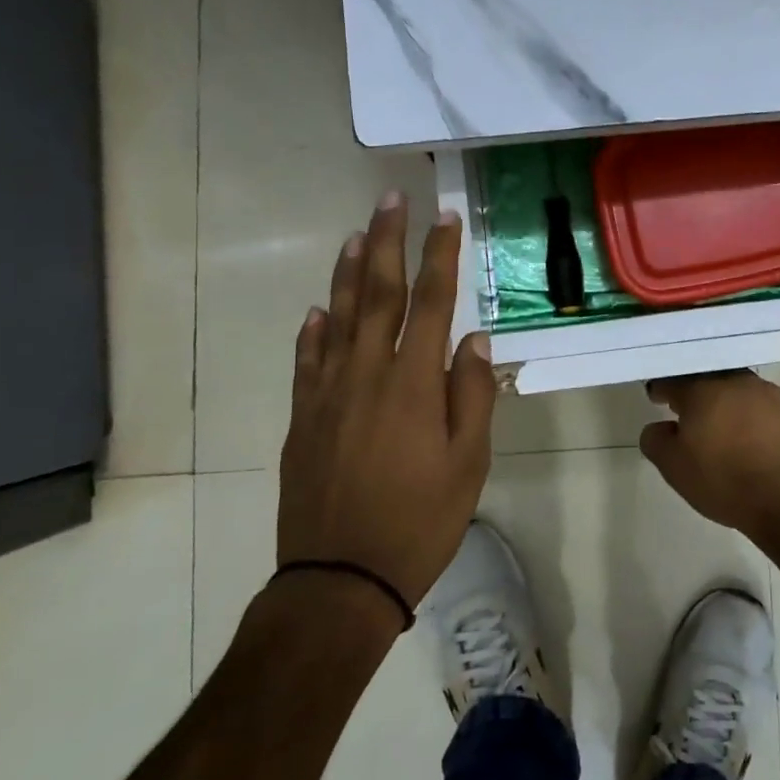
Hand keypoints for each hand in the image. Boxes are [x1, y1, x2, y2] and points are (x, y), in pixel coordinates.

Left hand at [277, 192, 494, 605]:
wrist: (340, 578)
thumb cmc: (419, 522)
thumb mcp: (468, 464)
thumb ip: (472, 396)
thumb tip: (476, 341)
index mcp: (412, 384)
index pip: (430, 303)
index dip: (439, 256)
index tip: (445, 217)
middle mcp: (366, 375)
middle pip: (376, 294)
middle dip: (386, 243)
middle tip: (390, 201)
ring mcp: (327, 394)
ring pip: (337, 318)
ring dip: (347, 273)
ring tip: (355, 236)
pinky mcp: (304, 418)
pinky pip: (307, 361)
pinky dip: (313, 331)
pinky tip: (317, 311)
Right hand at [639, 371, 779, 542]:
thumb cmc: (724, 479)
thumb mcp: (674, 468)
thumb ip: (657, 441)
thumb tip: (659, 427)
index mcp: (703, 390)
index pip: (674, 379)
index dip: (662, 388)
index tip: (657, 397)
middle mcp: (737, 382)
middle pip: (710, 379)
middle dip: (697, 392)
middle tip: (690, 411)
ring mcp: (771, 395)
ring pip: (741, 391)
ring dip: (729, 403)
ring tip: (724, 427)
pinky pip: (766, 409)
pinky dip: (755, 419)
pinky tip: (755, 441)